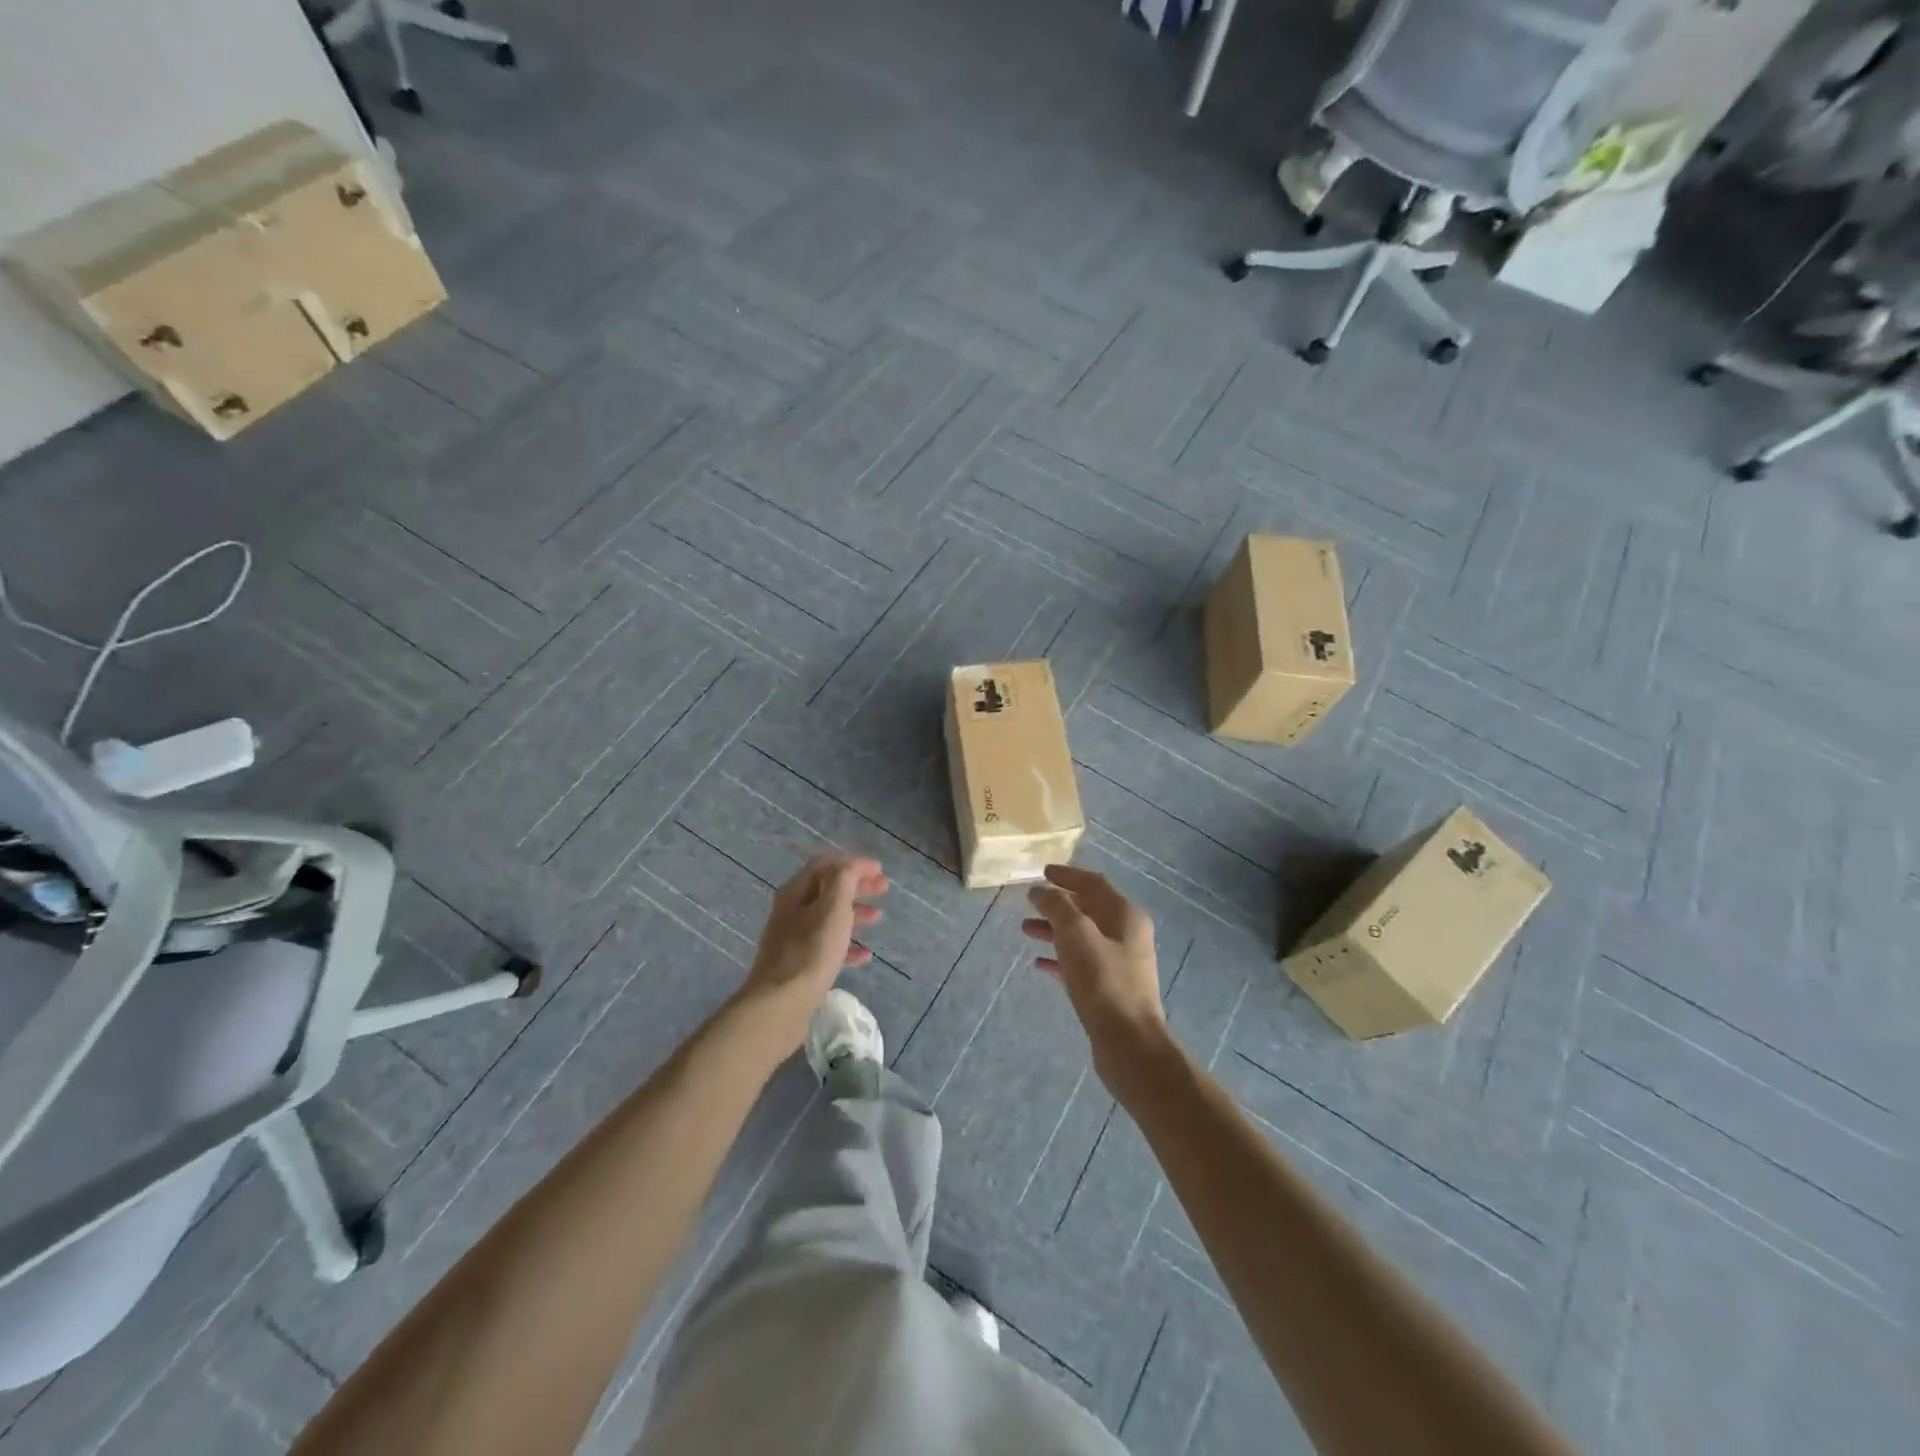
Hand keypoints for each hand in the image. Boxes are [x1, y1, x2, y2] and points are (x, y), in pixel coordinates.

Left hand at [734, 855, 886, 1051]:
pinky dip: (847, 946)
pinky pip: (827, 948)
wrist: (781, 1004)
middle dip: (856, 886)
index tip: (879, 869)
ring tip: (878, 918)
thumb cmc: (811, 950)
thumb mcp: (833, 907)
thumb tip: (850, 866)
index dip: (852, 863)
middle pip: (827, 890)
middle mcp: (791, 912)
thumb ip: (844, 880)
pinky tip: (865, 956)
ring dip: (854, 914)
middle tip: (884, 889)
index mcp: (795, 892)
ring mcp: (793, 940)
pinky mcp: (799, 967)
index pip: (824, 866)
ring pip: (828, 919)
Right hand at [1023, 865, 1168, 1084]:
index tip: (1042, 872)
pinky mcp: (1110, 989)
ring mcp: (1120, 963)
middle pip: (1088, 909)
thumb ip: (1057, 907)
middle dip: (1057, 904)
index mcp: (1125, 915)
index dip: (1067, 875)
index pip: (1094, 883)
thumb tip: (1040, 890)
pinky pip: (1081, 963)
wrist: (1129, 1044)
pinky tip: (1039, 964)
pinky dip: (1061, 958)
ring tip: (1025, 930)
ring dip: (1055, 930)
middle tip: (1029, 902)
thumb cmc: (1103, 982)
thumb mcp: (1076, 935)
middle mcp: (1127, 934)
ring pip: (1082, 937)